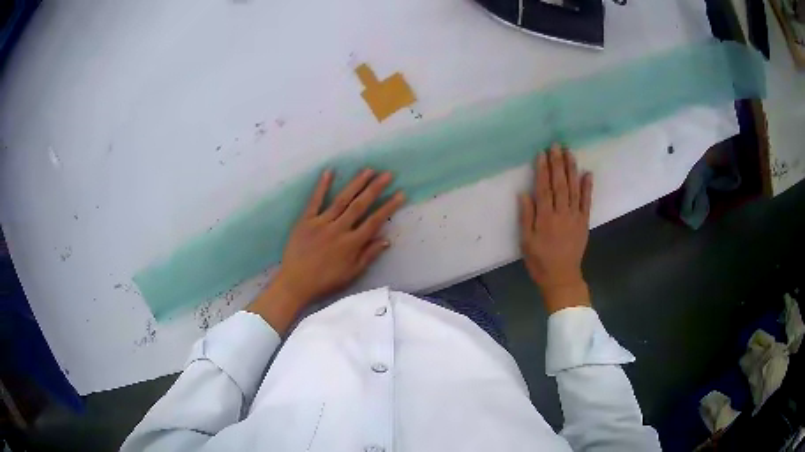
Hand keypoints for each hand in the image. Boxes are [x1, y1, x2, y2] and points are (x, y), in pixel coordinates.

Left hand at [248, 169, 405, 332]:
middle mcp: (339, 229)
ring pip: (342, 200)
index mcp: (351, 244)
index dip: (388, 207)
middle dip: (375, 188)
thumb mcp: (351, 274)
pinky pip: (315, 201)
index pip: (374, 221)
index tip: (400, 194)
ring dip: (356, 184)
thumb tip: (386, 240)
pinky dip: (322, 186)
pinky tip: (329, 171)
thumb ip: (368, 256)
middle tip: (387, 174)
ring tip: (368, 170)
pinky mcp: (305, 221)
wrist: (295, 283)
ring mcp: (321, 223)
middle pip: (360, 205)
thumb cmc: (325, 281)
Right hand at [518, 144, 592, 313]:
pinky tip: (587, 174)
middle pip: (560, 184)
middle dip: (558, 164)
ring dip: (572, 170)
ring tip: (570, 153)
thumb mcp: (526, 242)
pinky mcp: (584, 222)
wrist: (562, 278)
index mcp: (545, 218)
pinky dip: (587, 188)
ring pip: (574, 189)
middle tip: (556, 145)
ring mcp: (575, 217)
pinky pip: (587, 202)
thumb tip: (524, 194)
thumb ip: (526, 217)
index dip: (543, 170)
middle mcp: (562, 214)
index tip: (542, 154)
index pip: (544, 188)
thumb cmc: (540, 261)